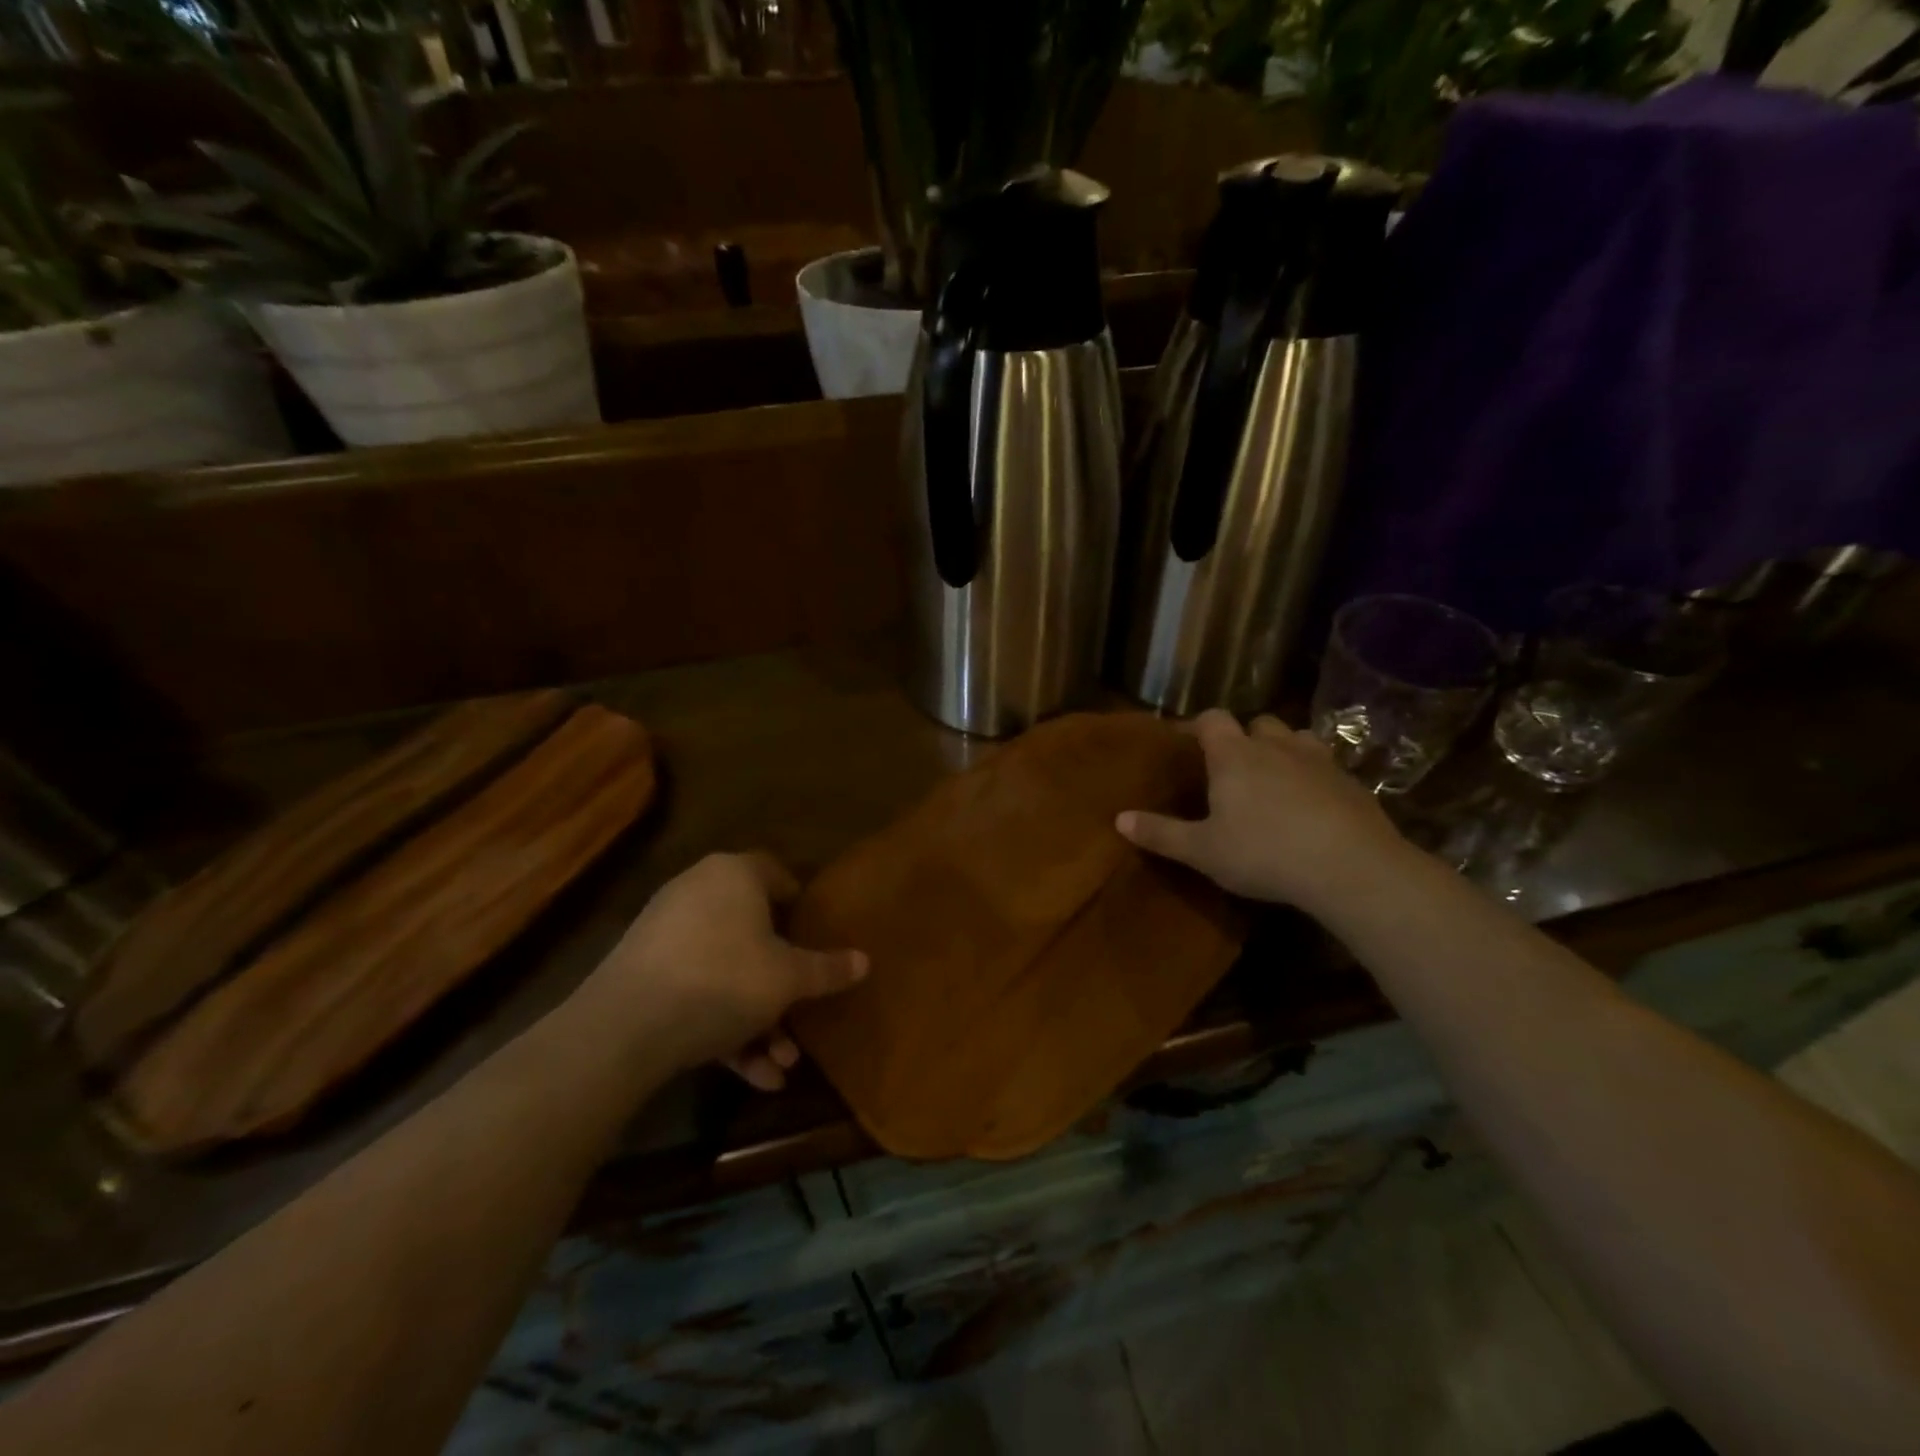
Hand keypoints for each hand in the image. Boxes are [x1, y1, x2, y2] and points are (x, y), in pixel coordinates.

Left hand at [585, 852, 866, 1089]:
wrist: (626, 1027)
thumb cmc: (724, 979)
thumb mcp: (788, 978)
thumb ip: (828, 969)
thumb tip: (865, 961)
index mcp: (734, 875)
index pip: (777, 875)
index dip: (802, 906)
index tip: (818, 938)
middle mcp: (699, 893)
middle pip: (754, 935)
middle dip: (783, 986)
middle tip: (803, 1017)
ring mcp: (667, 934)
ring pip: (728, 972)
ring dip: (759, 1019)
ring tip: (782, 1066)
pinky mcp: (644, 975)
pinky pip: (697, 992)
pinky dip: (725, 1028)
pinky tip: (753, 1076)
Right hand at [1117, 710, 1407, 914]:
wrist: (1350, 867)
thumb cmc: (1264, 853)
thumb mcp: (1203, 851)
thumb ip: (1161, 834)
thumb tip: (1119, 819)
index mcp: (1234, 755)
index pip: (1211, 719)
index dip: (1196, 726)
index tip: (1185, 744)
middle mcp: (1276, 746)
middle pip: (1257, 723)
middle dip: (1243, 738)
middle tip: (1232, 768)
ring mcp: (1318, 760)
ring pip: (1296, 739)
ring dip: (1282, 751)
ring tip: (1274, 780)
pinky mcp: (1351, 782)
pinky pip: (1326, 767)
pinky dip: (1313, 777)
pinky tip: (1311, 807)